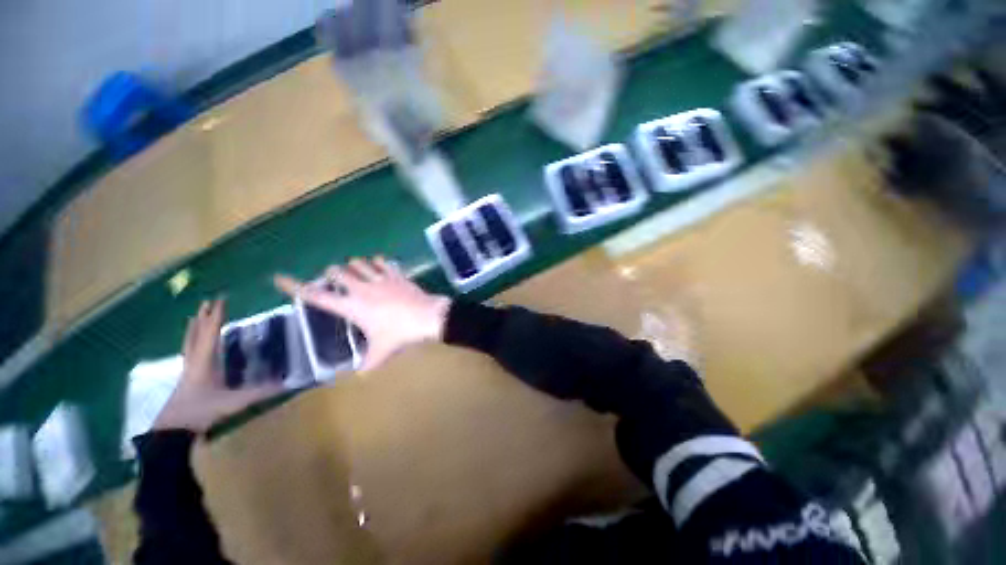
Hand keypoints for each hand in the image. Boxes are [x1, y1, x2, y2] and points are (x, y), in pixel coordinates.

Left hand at [153, 299, 282, 432]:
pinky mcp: (185, 379)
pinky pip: (188, 352)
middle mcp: (194, 361)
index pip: (211, 332)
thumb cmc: (201, 411)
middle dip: (203, 316)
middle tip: (207, 301)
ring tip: (195, 316)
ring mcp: (187, 369)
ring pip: (189, 343)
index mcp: (205, 361)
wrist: (172, 431)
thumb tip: (287, 383)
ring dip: (194, 328)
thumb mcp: (234, 402)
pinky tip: (193, 345)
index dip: (217, 316)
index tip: (220, 299)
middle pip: (197, 333)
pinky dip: (190, 342)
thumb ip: (260, 392)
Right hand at [274, 257, 450, 371]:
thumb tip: (361, 376)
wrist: (427, 317)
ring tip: (358, 273)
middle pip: (336, 271)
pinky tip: (380, 267)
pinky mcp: (395, 274)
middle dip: (333, 274)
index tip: (279, 277)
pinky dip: (377, 262)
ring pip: (358, 262)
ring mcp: (379, 278)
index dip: (295, 287)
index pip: (316, 296)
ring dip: (354, 266)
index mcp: (351, 306)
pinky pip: (382, 261)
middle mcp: (361, 288)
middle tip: (338, 282)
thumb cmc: (400, 334)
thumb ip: (368, 365)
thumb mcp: (381, 352)